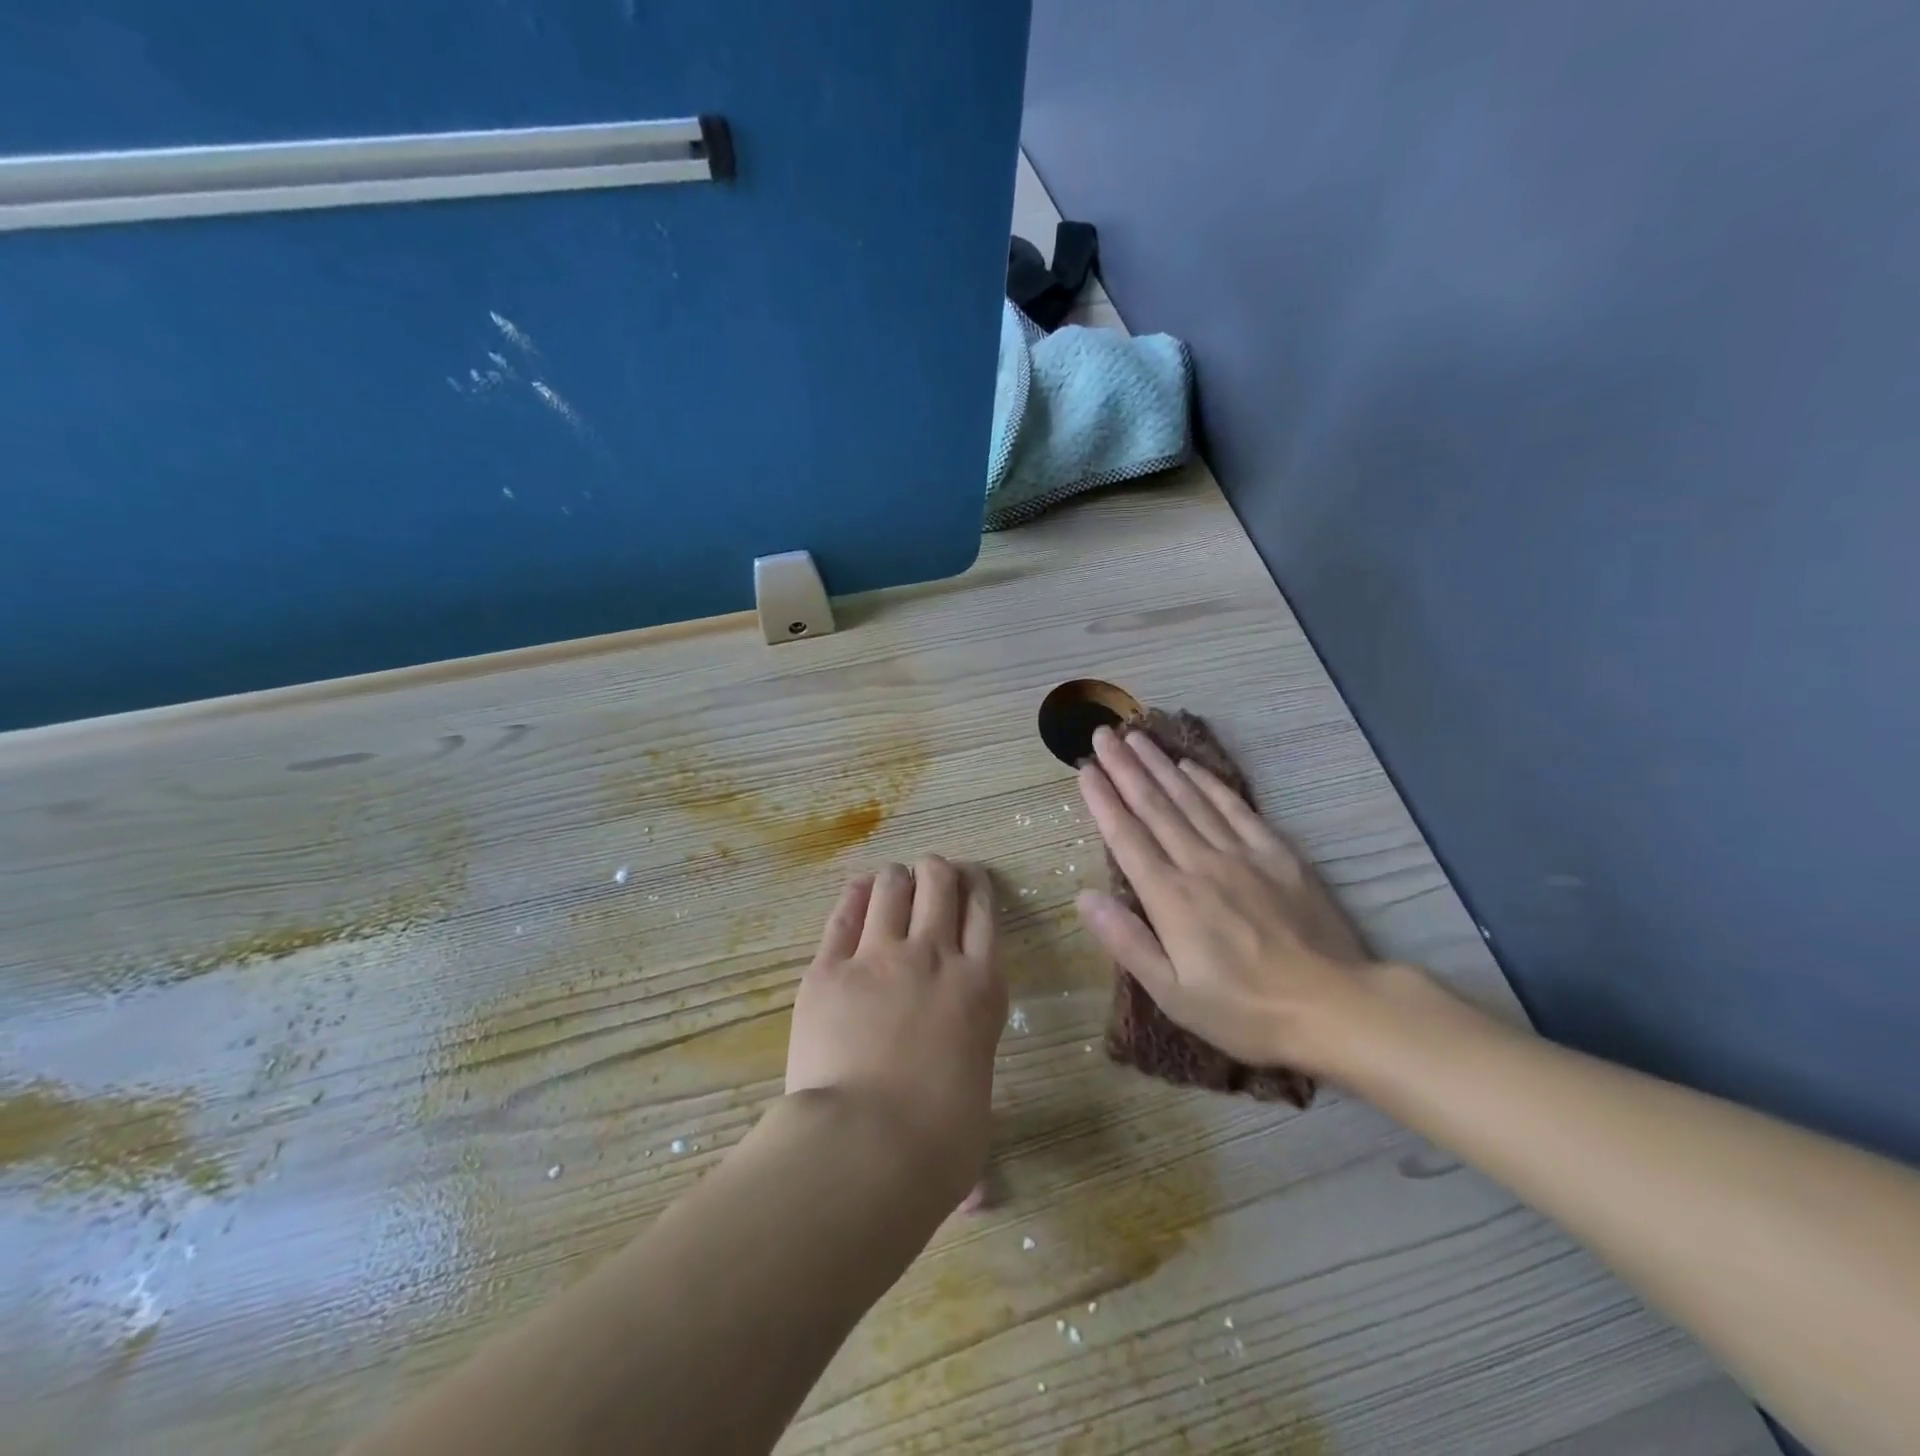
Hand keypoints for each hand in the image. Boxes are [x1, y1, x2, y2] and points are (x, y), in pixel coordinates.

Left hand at [787, 857, 1005, 1209]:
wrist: (865, 1146)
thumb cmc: (937, 1146)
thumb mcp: (973, 1123)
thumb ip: (969, 1132)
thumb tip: (981, 1200)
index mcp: (981, 988)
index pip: (984, 913)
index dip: (978, 887)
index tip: (972, 879)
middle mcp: (934, 958)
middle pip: (940, 884)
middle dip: (938, 871)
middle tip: (932, 874)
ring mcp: (878, 958)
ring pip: (892, 888)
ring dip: (896, 879)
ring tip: (893, 882)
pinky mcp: (828, 969)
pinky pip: (844, 915)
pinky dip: (855, 895)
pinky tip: (858, 890)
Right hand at [1074, 725, 1379, 1075]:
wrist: (1334, 1006)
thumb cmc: (1245, 1010)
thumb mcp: (1173, 994)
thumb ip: (1127, 941)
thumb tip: (1083, 897)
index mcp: (1170, 898)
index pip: (1127, 837)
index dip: (1103, 801)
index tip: (1085, 769)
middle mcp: (1200, 864)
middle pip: (1155, 807)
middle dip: (1125, 768)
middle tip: (1103, 734)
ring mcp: (1241, 854)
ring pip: (1191, 799)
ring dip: (1161, 766)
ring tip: (1137, 738)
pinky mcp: (1277, 854)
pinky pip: (1236, 808)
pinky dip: (1210, 784)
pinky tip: (1192, 767)